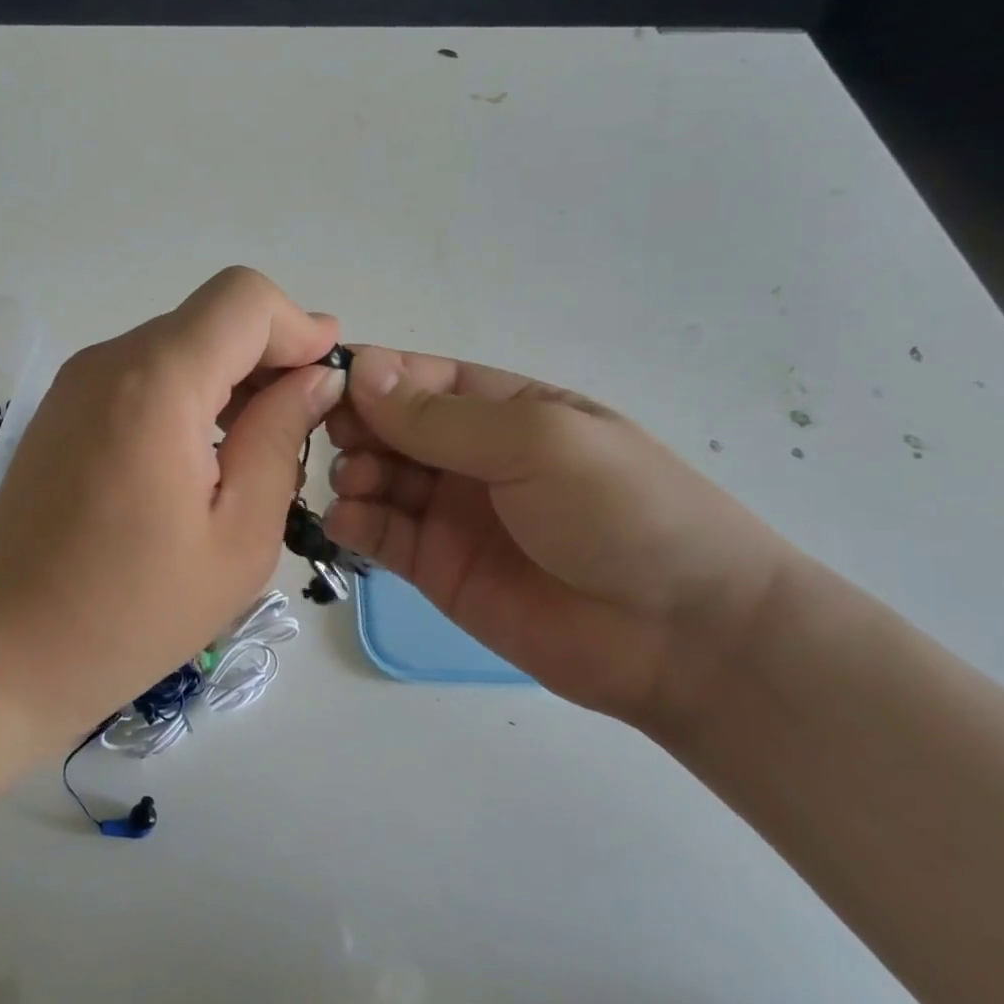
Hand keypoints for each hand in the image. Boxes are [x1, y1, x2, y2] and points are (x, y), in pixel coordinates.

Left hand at [0, 268, 343, 739]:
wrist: (4, 651)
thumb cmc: (133, 611)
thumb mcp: (239, 536)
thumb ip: (280, 438)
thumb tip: (314, 379)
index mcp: (157, 384)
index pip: (244, 299)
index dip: (297, 327)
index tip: (326, 380)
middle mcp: (109, 361)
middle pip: (211, 318)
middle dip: (268, 356)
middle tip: (298, 428)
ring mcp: (76, 381)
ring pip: (178, 343)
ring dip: (228, 378)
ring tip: (253, 451)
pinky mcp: (62, 407)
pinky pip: (143, 373)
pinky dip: (188, 394)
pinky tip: (199, 459)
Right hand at [323, 347, 795, 726]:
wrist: (681, 634)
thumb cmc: (620, 510)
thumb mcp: (535, 441)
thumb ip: (441, 417)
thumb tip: (361, 369)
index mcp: (500, 408)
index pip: (416, 378)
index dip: (369, 375)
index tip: (323, 382)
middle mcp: (467, 455)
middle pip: (386, 426)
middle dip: (354, 425)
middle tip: (341, 439)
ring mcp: (448, 513)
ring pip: (374, 477)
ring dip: (351, 471)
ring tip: (358, 484)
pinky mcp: (434, 568)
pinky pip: (378, 534)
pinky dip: (352, 521)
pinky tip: (348, 520)